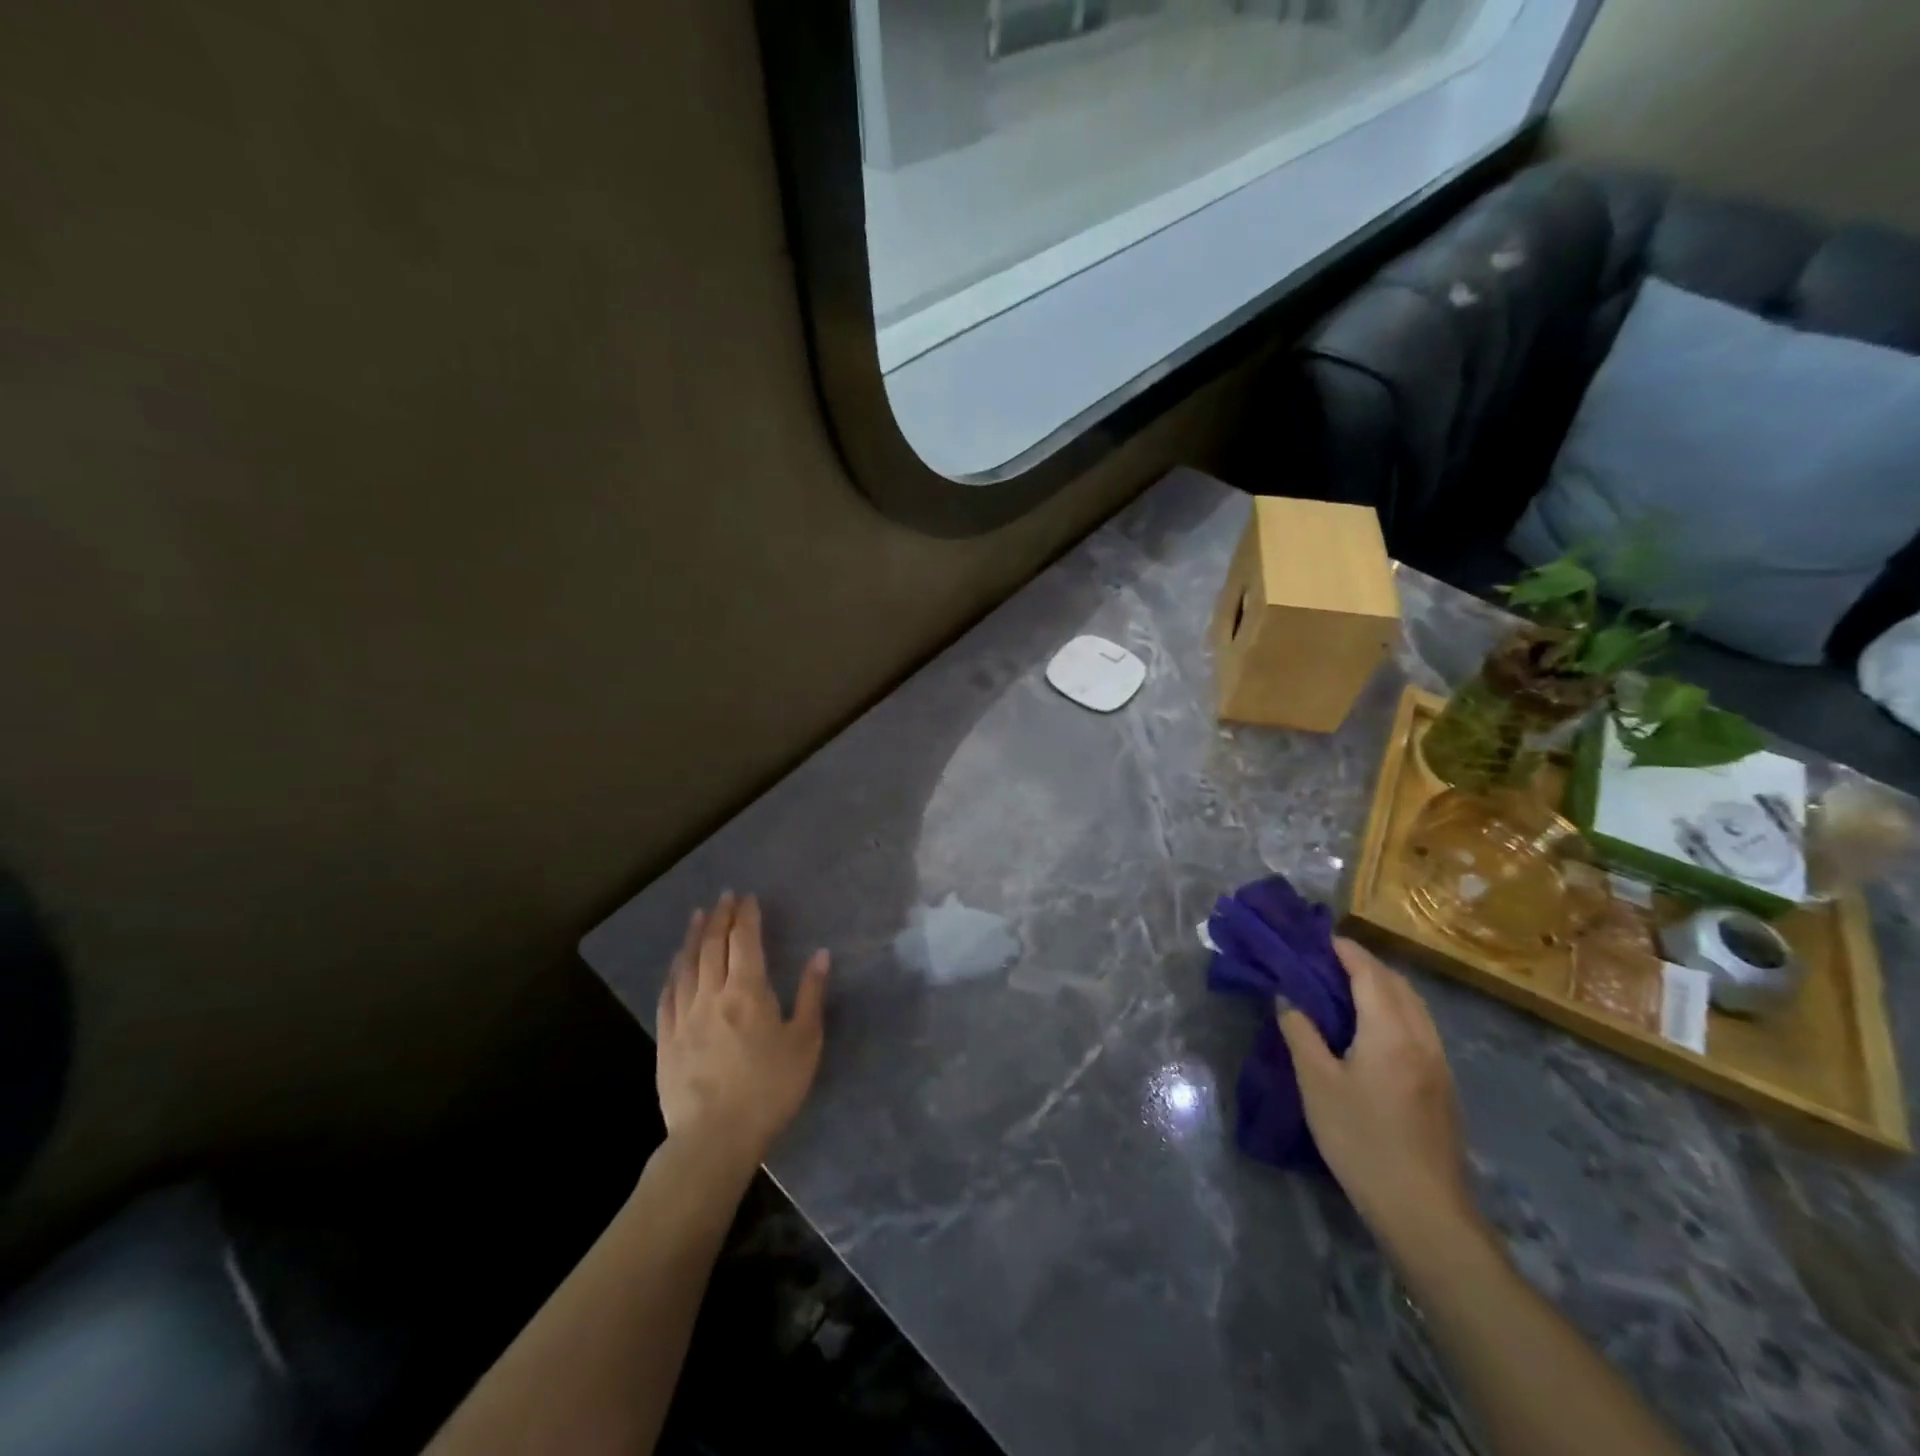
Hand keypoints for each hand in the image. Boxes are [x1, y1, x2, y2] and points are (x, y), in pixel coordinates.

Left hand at [656, 892, 828, 1172]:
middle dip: (720, 917)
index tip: (747, 897)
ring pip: (687, 965)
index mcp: (748, 991)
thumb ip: (811, 995)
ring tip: (698, 916)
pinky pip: (668, 995)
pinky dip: (674, 972)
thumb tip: (820, 955)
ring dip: (694, 936)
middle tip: (724, 897)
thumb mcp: (804, 1042)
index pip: (745, 941)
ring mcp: (684, 1016)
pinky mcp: (666, 1039)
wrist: (714, 1138)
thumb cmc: (769, 1089)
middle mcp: (712, 994)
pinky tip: (676, 965)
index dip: (746, 916)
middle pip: (713, 946)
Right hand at [1277, 938, 1478, 1252]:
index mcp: (1390, 1031)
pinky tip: (1373, 1029)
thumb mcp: (1316, 1084)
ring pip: (1414, 1006)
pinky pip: (1420, 1028)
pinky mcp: (1444, 1086)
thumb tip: (1287, 997)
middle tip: (1326, 961)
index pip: (1369, 972)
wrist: (1423, 1210)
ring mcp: (1439, 1063)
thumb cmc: (1361, 1140)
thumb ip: (1300, 1033)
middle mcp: (1421, 1038)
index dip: (1345, 950)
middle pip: (1397, 984)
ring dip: (1383, 987)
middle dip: (1364, 964)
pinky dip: (1396, 1010)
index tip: (1318, 937)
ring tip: (1346, 989)